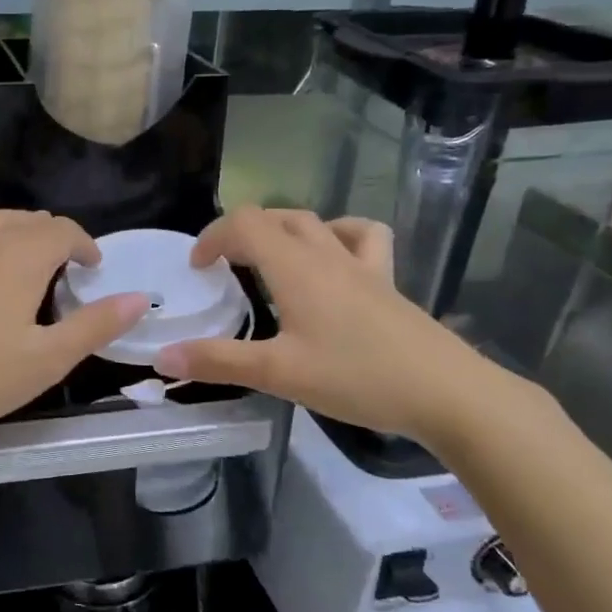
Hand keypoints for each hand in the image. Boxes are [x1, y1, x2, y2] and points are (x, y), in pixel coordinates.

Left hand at [0, 205, 148, 441]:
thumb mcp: (46, 360)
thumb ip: (94, 326)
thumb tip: (140, 298)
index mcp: (23, 260)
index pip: (64, 231)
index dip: (85, 245)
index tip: (93, 269)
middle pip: (31, 221)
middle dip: (56, 238)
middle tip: (66, 273)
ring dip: (20, 226)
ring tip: (29, 251)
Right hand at [154, 207, 506, 444]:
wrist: (448, 393)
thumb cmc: (357, 377)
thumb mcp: (279, 373)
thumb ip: (219, 362)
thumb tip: (163, 357)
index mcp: (295, 267)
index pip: (244, 224)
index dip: (212, 236)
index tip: (197, 270)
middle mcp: (326, 255)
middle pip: (277, 218)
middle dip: (242, 233)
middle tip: (224, 268)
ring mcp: (363, 266)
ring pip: (317, 222)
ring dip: (285, 229)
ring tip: (271, 257)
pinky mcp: (388, 282)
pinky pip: (363, 238)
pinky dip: (340, 235)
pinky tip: (334, 260)